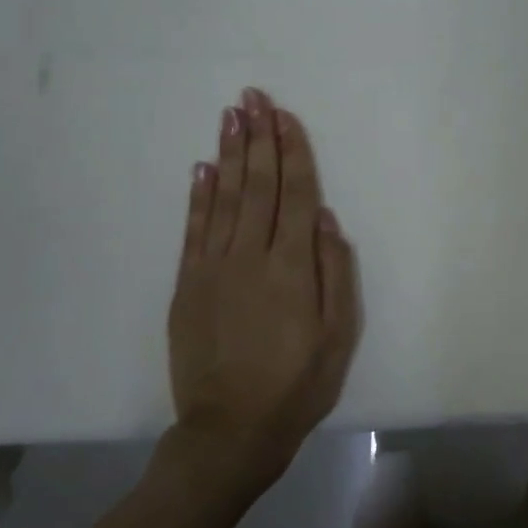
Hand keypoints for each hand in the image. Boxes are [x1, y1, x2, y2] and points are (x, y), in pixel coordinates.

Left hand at [163, 89, 361, 499]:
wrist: (231, 430)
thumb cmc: (297, 384)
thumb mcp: (339, 336)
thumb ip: (335, 273)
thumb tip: (326, 219)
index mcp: (292, 267)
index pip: (295, 194)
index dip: (292, 152)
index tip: (286, 116)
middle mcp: (250, 256)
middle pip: (257, 185)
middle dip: (257, 138)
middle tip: (253, 97)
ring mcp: (213, 269)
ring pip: (224, 198)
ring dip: (229, 154)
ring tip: (231, 116)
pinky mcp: (188, 286)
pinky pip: (194, 230)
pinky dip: (199, 196)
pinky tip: (202, 169)